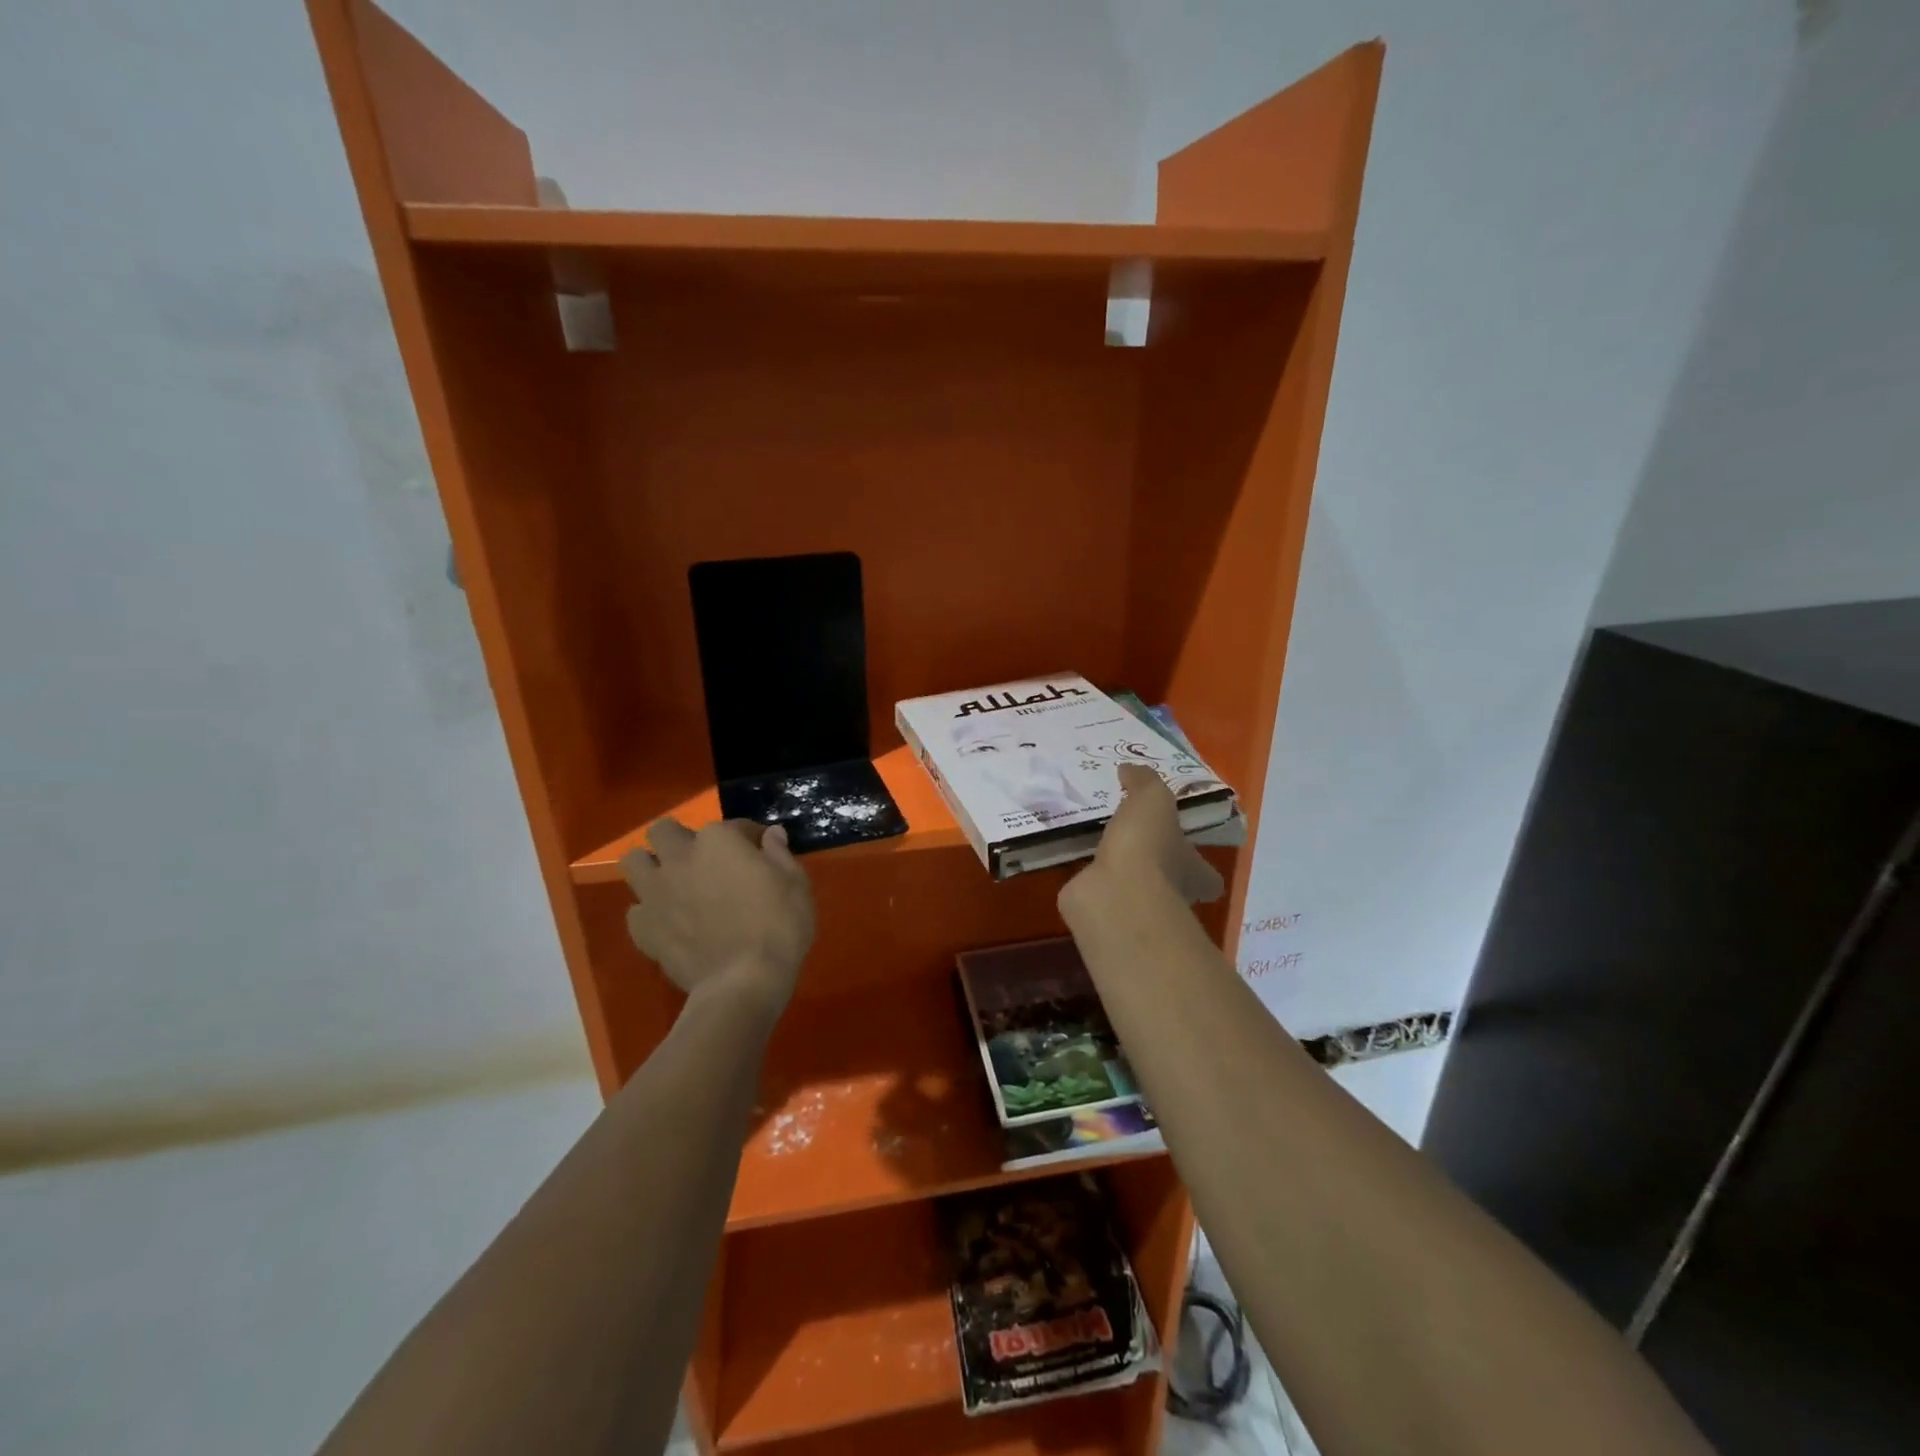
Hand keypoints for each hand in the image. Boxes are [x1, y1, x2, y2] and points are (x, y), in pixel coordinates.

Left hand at [620, 819, 814, 1014]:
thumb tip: (771, 835)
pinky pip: (637, 910)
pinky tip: (671, 923)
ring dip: (652, 867)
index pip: (734, 825)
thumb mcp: (796, 884)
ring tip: (675, 883)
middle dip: (681, 839)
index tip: (761, 854)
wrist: (743, 983)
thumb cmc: (778, 926)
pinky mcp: (643, 928)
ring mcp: (656, 893)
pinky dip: (651, 912)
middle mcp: (680, 858)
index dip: (749, 838)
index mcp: (719, 840)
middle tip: (705, 861)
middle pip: (664, 831)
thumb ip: (779, 853)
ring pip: (634, 862)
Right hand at [1070, 762, 1224, 906]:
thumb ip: (1143, 781)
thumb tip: (1129, 770)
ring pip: (1131, 887)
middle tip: (1131, 835)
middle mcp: (1171, 894)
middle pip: (1170, 880)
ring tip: (1095, 840)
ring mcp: (1136, 908)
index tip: (1181, 844)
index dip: (1198, 862)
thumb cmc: (1147, 847)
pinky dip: (1087, 880)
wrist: (1113, 895)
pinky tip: (1073, 859)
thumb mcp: (1152, 799)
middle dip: (1153, 862)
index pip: (1207, 874)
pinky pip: (1097, 892)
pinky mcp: (1103, 911)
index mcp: (1193, 870)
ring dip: (1117, 868)